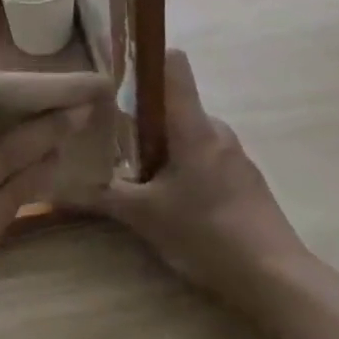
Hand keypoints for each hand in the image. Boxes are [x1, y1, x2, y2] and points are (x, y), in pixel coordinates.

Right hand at [85, 50, 305, 297]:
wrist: (278, 280)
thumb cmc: (207, 234)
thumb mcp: (145, 217)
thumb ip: (104, 195)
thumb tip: (60, 186)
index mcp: (193, 126)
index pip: (172, 65)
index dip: (144, 58)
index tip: (117, 71)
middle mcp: (216, 130)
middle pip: (174, 104)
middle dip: (143, 117)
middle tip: (114, 142)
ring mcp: (235, 155)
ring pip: (189, 134)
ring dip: (164, 147)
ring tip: (141, 179)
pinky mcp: (246, 180)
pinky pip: (206, 157)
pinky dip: (185, 168)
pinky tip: (175, 203)